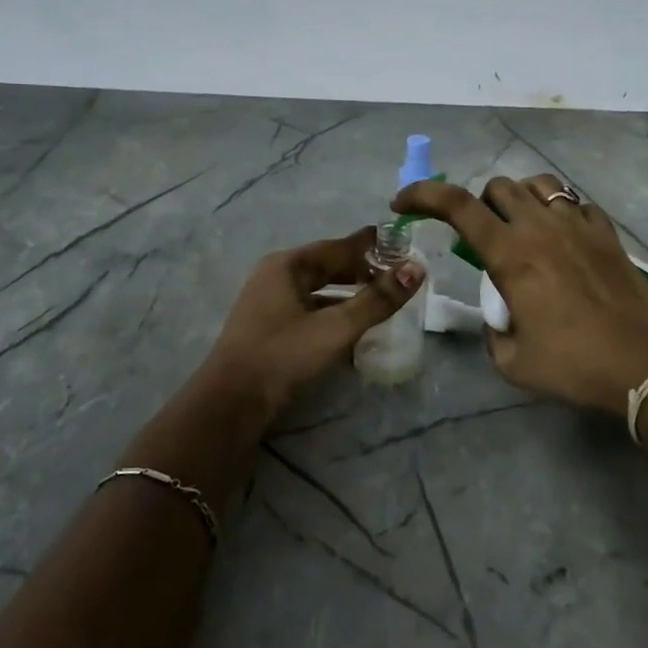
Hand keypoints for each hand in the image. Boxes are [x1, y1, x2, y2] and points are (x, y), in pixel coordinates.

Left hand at [197, 228, 424, 417]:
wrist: (231, 403)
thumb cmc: (283, 355)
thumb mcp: (336, 327)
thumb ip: (377, 300)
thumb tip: (416, 269)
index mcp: (288, 265)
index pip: (339, 246)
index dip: (371, 245)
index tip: (403, 243)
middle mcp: (277, 276)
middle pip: (328, 266)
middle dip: (362, 270)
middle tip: (398, 275)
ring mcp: (270, 303)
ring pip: (319, 291)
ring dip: (350, 295)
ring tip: (383, 301)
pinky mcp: (271, 329)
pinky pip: (310, 311)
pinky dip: (334, 314)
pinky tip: (355, 330)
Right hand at [394, 175, 647, 416]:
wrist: (645, 365)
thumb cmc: (574, 365)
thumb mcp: (512, 361)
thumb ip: (493, 330)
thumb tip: (499, 316)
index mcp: (510, 253)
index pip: (456, 205)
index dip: (423, 194)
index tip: (404, 202)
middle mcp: (540, 227)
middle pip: (498, 187)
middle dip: (480, 206)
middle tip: (484, 237)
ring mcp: (578, 224)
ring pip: (538, 184)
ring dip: (520, 200)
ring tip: (524, 229)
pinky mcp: (607, 232)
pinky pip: (576, 202)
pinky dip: (560, 211)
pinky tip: (564, 238)